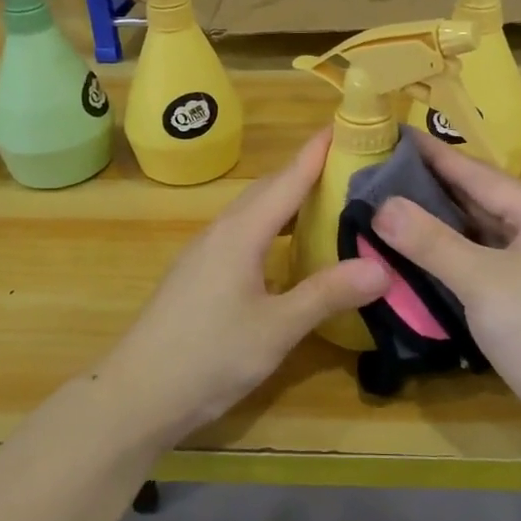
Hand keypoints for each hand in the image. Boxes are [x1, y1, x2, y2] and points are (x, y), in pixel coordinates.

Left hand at [104, 129, 388, 443]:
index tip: (347, 125)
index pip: (287, 179)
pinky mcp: (199, 274)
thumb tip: (383, 267)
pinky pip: (243, 233)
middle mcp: (222, 232)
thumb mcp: (277, 328)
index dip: (317, 152)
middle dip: (307, 172)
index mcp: (241, 233)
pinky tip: (289, 249)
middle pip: (268, 189)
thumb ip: (327, 294)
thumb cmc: (209, 356)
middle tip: (351, 166)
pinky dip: (273, 227)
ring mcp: (206, 252)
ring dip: (288, 200)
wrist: (136, 395)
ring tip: (328, 202)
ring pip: (253, 212)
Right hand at [373, 131, 520, 449]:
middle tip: (379, 172)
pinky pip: (482, 262)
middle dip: (431, 187)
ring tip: (389, 206)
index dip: (433, 154)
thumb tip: (380, 205)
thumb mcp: (482, 282)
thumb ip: (430, 241)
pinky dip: (451, 255)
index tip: (393, 134)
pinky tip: (419, 253)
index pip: (476, 172)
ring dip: (439, 223)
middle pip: (478, 199)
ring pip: (479, 233)